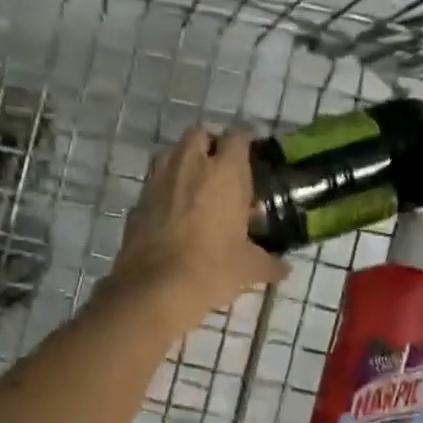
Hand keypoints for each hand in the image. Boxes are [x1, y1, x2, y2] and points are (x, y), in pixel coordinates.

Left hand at [106, 125, 288, 331]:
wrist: (156, 287)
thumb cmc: (213, 268)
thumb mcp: (249, 268)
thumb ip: (268, 263)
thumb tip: (284, 270)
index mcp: (225, 172)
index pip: (238, 136)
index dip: (247, 139)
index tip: (253, 150)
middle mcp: (190, 165)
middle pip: (200, 134)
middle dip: (210, 143)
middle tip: (222, 166)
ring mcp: (159, 180)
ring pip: (172, 154)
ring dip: (185, 161)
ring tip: (197, 185)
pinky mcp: (138, 201)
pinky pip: (155, 184)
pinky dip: (166, 190)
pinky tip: (174, 213)